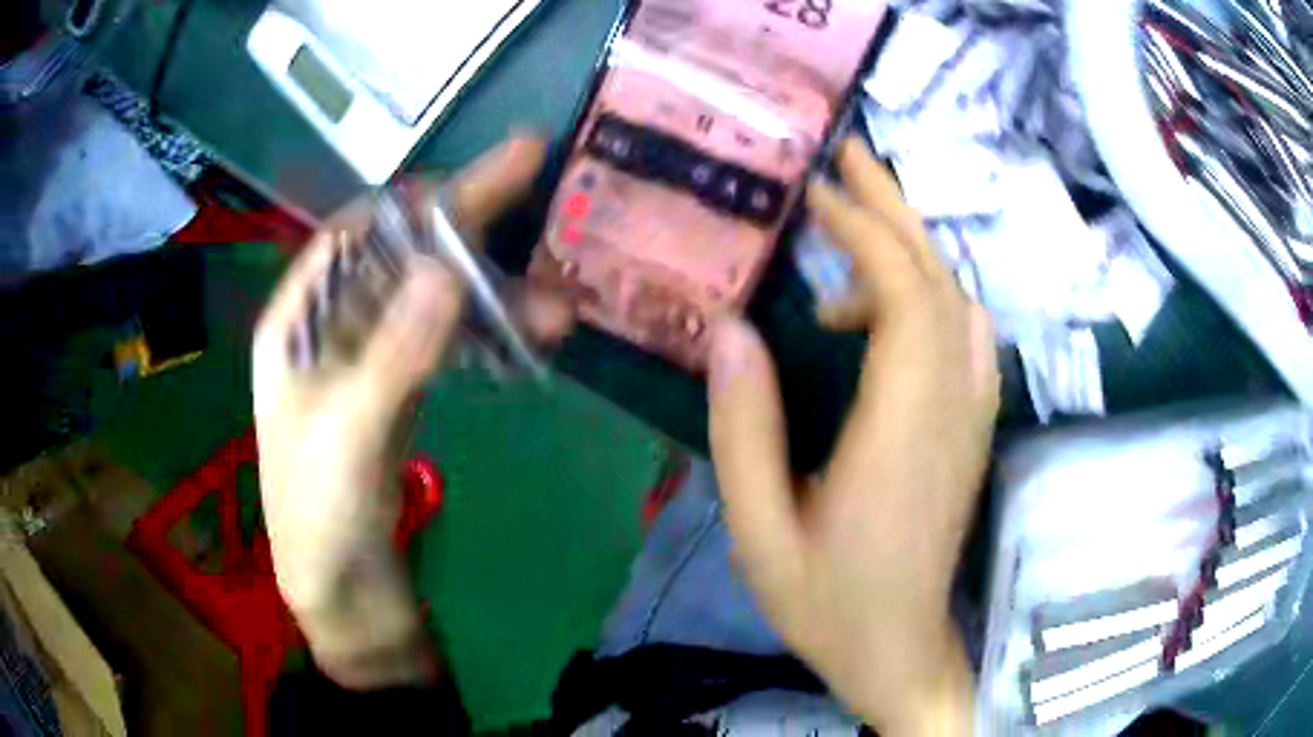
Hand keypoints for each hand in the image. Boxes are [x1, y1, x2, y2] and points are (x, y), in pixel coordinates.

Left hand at [253, 135, 563, 688]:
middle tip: (533, 172)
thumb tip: (449, 271)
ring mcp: (371, 363)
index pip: (352, 236)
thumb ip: (393, 357)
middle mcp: (333, 331)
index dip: (408, 201)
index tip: (469, 178)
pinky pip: (450, 346)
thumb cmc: (319, 523)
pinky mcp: (405, 398)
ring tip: (560, 305)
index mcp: (297, 326)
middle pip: (401, 257)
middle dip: (465, 222)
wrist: (346, 602)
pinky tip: (533, 335)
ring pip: (434, 301)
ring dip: (494, 293)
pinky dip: (491, 334)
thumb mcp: (346, 439)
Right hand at [707, 139, 998, 734]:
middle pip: (940, 283)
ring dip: (910, 247)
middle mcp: (951, 410)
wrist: (898, 648)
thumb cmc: (826, 603)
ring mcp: (971, 417)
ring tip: (853, 217)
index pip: (905, 299)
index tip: (815, 195)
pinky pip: (965, 335)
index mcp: (900, 435)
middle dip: (895, 210)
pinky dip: (931, 292)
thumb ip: (744, 433)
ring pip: (957, 302)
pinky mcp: (972, 427)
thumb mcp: (760, 532)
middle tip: (848, 155)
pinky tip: (889, 298)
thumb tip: (731, 332)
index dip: (865, 234)